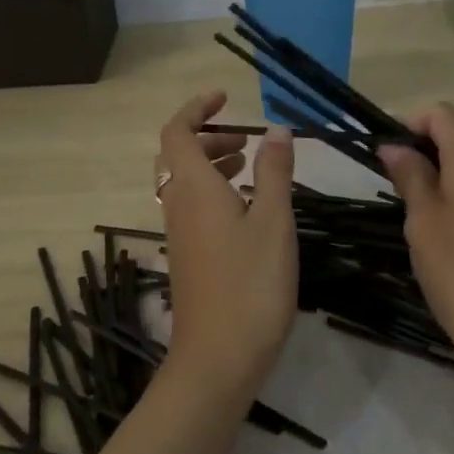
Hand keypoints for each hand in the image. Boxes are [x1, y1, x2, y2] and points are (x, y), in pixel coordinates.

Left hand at [157, 91, 298, 398]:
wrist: (219, 356)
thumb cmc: (251, 284)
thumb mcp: (273, 221)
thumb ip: (274, 172)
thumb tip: (276, 130)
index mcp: (192, 188)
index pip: (176, 131)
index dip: (196, 109)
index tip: (226, 98)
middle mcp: (177, 206)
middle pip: (178, 156)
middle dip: (208, 137)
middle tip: (246, 140)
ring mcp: (178, 235)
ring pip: (184, 184)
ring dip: (211, 166)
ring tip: (250, 168)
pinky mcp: (186, 259)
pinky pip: (191, 209)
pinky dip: (213, 194)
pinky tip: (246, 212)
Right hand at [379, 104, 453, 385]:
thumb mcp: (423, 220)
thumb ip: (410, 175)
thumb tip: (394, 146)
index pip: (442, 113)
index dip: (410, 123)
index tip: (387, 154)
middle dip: (432, 137)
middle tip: (402, 173)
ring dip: (452, 159)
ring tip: (423, 196)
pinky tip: (453, 216)